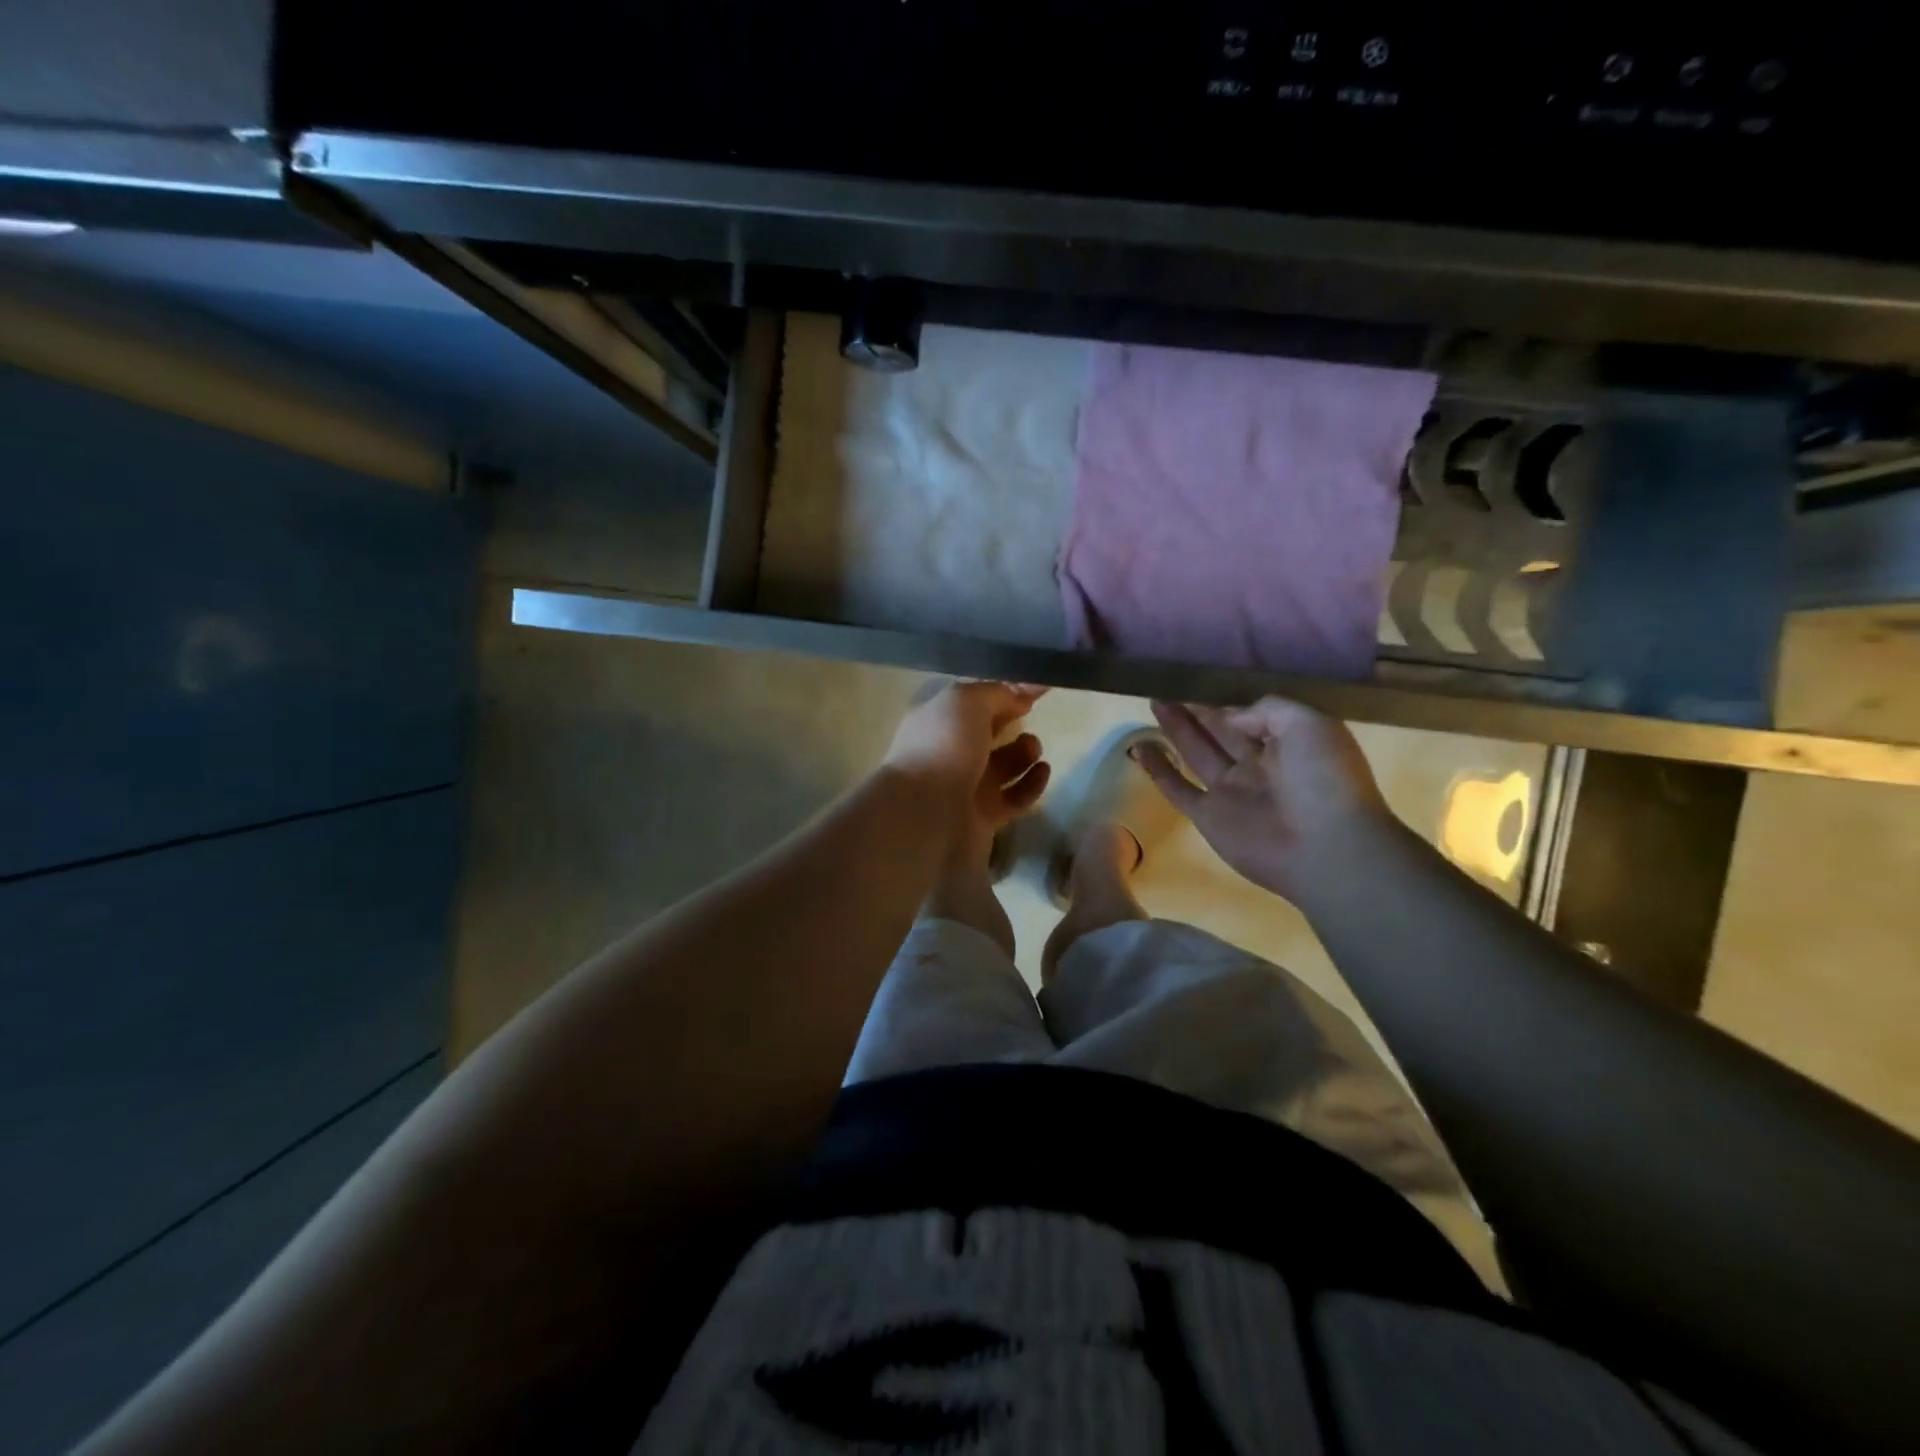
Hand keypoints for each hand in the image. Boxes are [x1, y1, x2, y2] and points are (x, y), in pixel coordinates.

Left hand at [884, 680, 1051, 858]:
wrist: (926, 814)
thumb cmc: (943, 748)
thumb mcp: (966, 702)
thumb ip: (996, 692)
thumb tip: (1019, 694)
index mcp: (937, 721)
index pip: (973, 700)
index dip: (1003, 690)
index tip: (1036, 686)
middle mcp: (949, 753)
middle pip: (986, 732)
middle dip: (1011, 719)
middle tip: (1031, 712)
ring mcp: (966, 787)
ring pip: (1002, 766)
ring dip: (1024, 752)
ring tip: (1033, 747)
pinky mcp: (984, 817)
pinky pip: (1014, 797)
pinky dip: (1031, 784)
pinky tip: (1043, 770)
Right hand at [1135, 697, 1392, 907]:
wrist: (1326, 848)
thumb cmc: (1324, 779)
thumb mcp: (1308, 723)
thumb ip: (1266, 710)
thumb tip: (1231, 717)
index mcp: (1288, 744)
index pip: (1250, 715)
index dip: (1225, 698)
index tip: (1200, 679)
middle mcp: (1257, 765)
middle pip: (1220, 731)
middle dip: (1196, 709)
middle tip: (1168, 685)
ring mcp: (1231, 792)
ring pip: (1196, 753)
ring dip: (1176, 729)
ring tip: (1154, 702)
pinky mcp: (1208, 816)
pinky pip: (1177, 788)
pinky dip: (1157, 769)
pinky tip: (1138, 747)